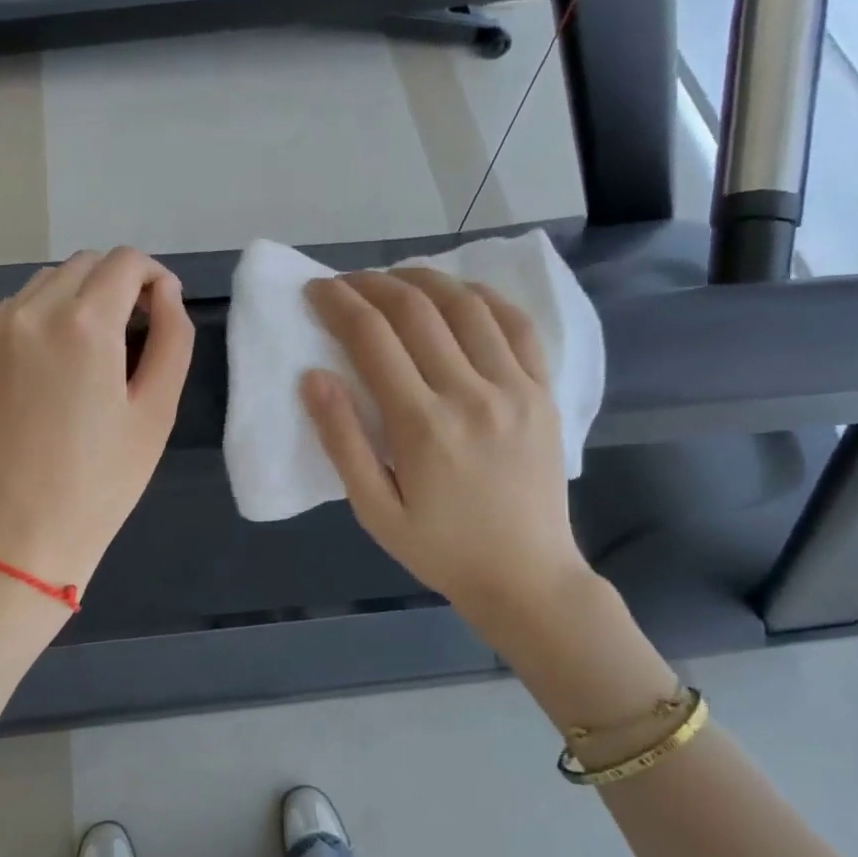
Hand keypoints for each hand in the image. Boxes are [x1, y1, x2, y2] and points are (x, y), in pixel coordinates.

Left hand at [0, 247, 193, 594]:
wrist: (20, 534)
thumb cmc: (102, 479)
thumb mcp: (157, 410)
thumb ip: (172, 337)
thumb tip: (165, 291)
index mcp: (84, 323)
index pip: (124, 262)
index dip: (152, 276)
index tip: (161, 308)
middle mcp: (31, 312)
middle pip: (84, 264)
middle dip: (116, 283)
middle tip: (134, 331)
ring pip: (46, 283)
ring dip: (78, 297)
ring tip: (93, 349)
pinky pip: (14, 313)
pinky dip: (43, 318)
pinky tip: (54, 365)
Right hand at [302, 268, 592, 633]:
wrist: (528, 577)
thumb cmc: (441, 549)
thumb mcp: (374, 510)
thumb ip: (342, 441)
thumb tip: (313, 377)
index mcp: (422, 425)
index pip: (372, 338)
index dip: (338, 304)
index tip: (316, 289)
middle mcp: (470, 393)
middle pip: (416, 310)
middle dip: (372, 284)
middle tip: (346, 283)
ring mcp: (515, 388)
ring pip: (466, 305)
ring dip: (424, 280)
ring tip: (394, 280)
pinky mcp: (544, 391)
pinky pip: (517, 324)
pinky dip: (483, 297)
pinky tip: (459, 294)